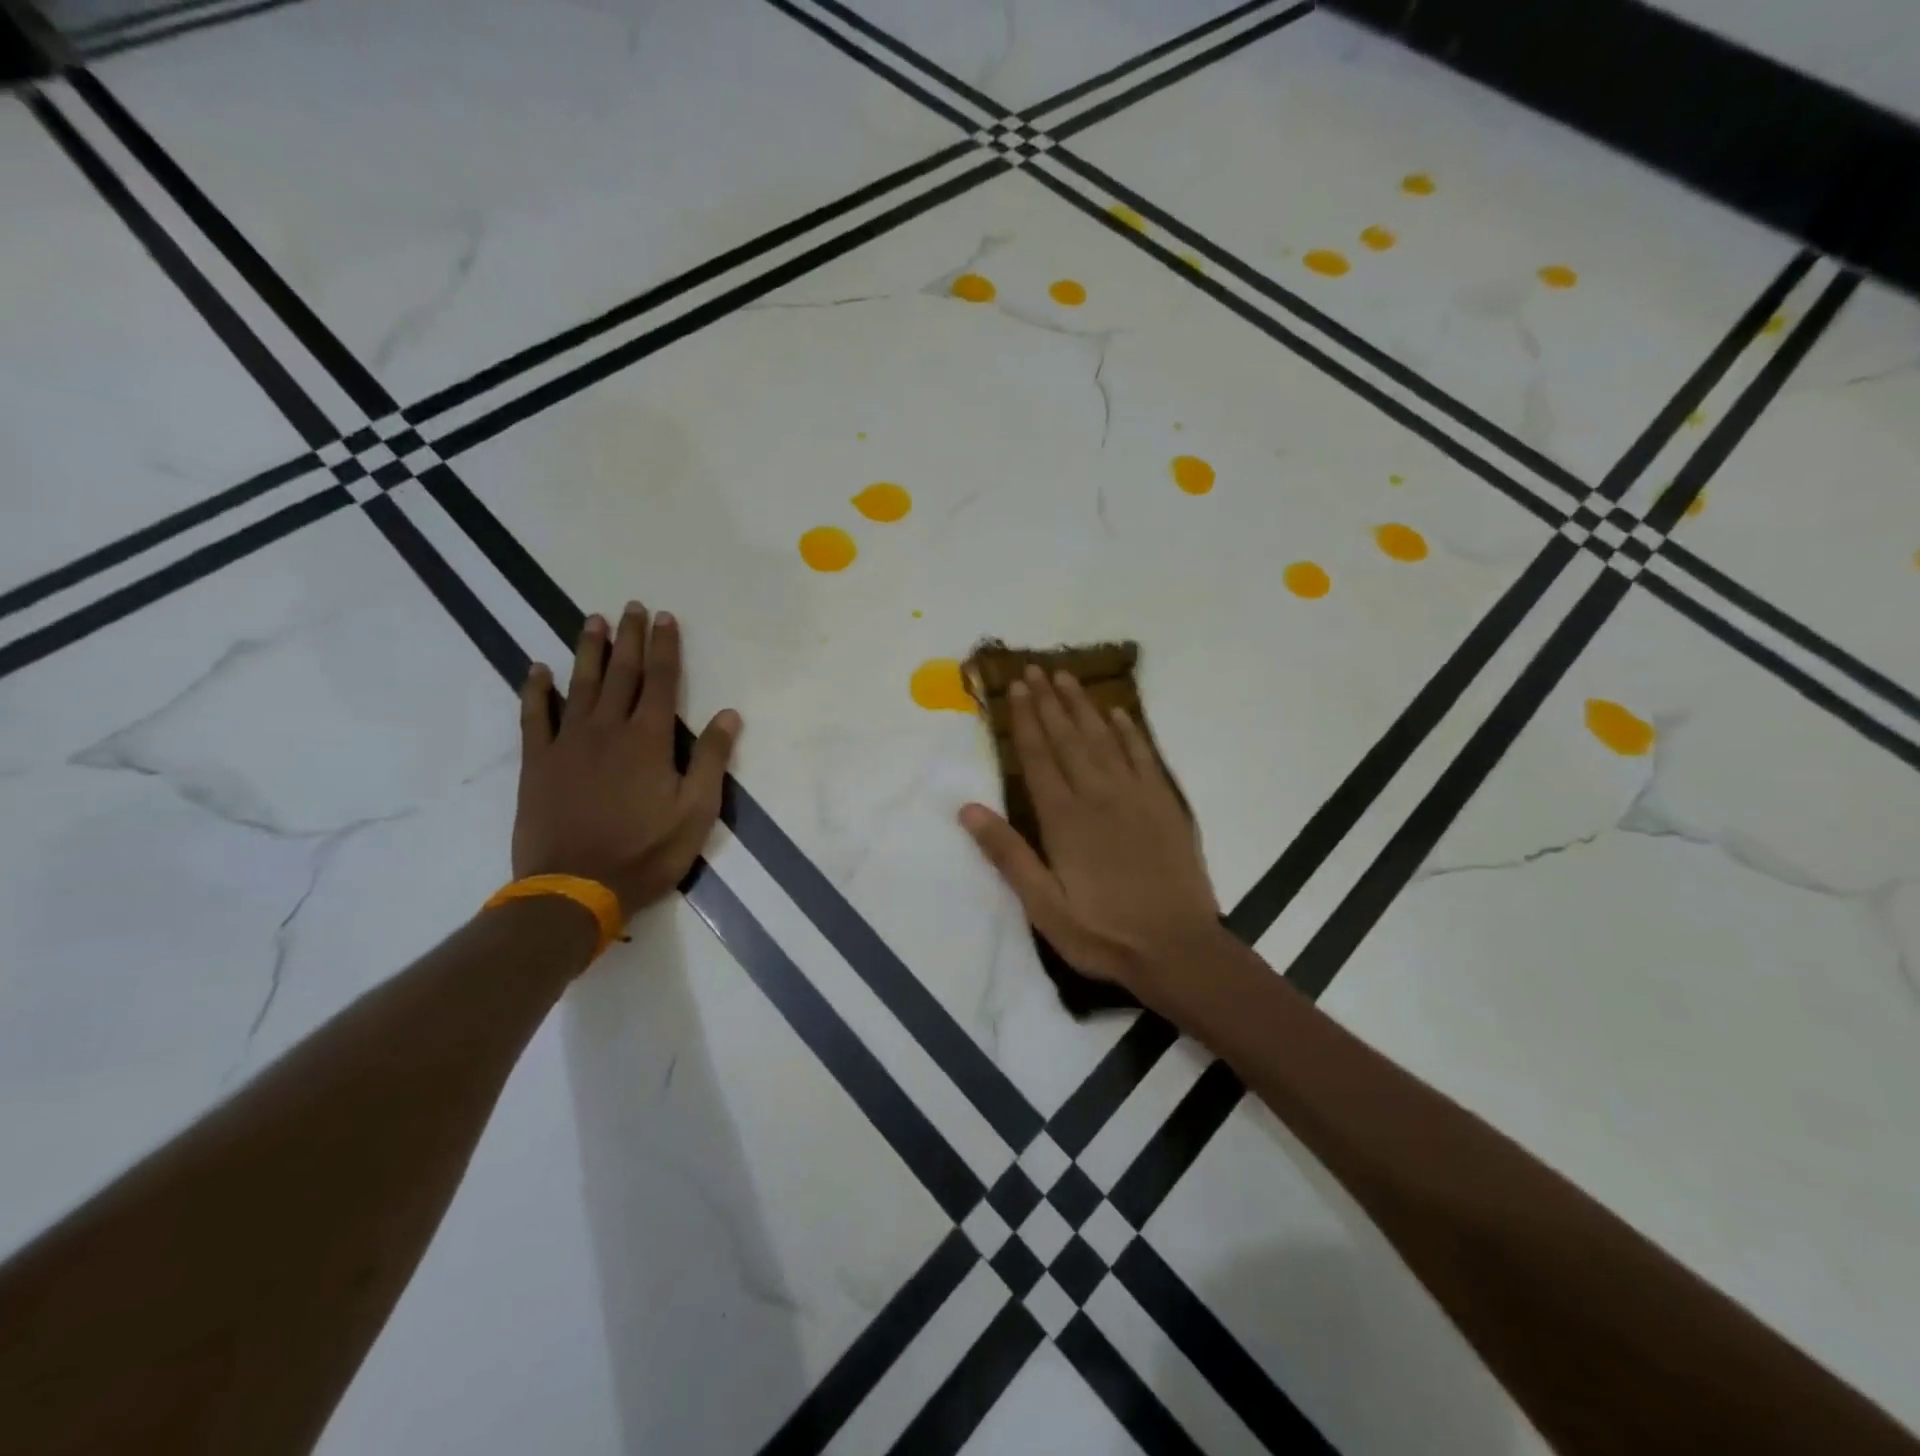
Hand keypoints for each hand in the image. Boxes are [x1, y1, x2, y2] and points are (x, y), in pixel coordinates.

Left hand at [512, 604, 739, 920]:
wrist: (574, 887)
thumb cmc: (645, 852)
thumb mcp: (696, 812)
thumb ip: (710, 760)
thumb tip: (728, 715)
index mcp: (648, 739)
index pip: (660, 681)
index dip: (665, 647)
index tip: (665, 618)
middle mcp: (607, 729)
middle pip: (621, 672)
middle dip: (629, 638)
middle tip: (631, 607)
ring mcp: (568, 743)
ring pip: (580, 684)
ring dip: (588, 650)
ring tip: (592, 620)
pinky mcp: (538, 762)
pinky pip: (534, 716)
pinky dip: (536, 690)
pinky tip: (538, 669)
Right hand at [959, 665, 1220, 999]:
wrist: (1178, 948)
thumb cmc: (1103, 932)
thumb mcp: (1043, 906)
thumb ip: (1008, 854)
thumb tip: (968, 809)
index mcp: (1064, 818)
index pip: (1039, 756)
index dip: (1025, 720)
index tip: (1015, 688)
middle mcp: (1098, 795)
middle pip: (1069, 737)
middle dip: (1050, 701)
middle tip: (1036, 669)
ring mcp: (1136, 796)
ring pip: (1104, 738)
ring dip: (1084, 706)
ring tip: (1068, 678)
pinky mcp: (1165, 804)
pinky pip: (1145, 756)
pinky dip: (1131, 732)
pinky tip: (1120, 714)